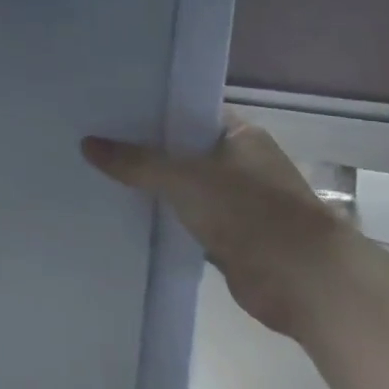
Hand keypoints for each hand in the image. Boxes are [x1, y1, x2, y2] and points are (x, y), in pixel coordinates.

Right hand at [82, 115, 346, 335]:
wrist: (301, 279)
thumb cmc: (249, 211)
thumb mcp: (184, 178)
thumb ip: (136, 162)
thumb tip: (87, 144)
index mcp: (239, 135)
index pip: (187, 111)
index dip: (150, 110)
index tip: (109, 109)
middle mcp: (239, 163)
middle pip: (181, 150)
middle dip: (143, 150)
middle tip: (92, 141)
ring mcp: (235, 201)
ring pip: (181, 187)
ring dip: (150, 187)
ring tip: (97, 174)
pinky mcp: (228, 236)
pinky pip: (184, 219)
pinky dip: (161, 219)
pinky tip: (121, 214)